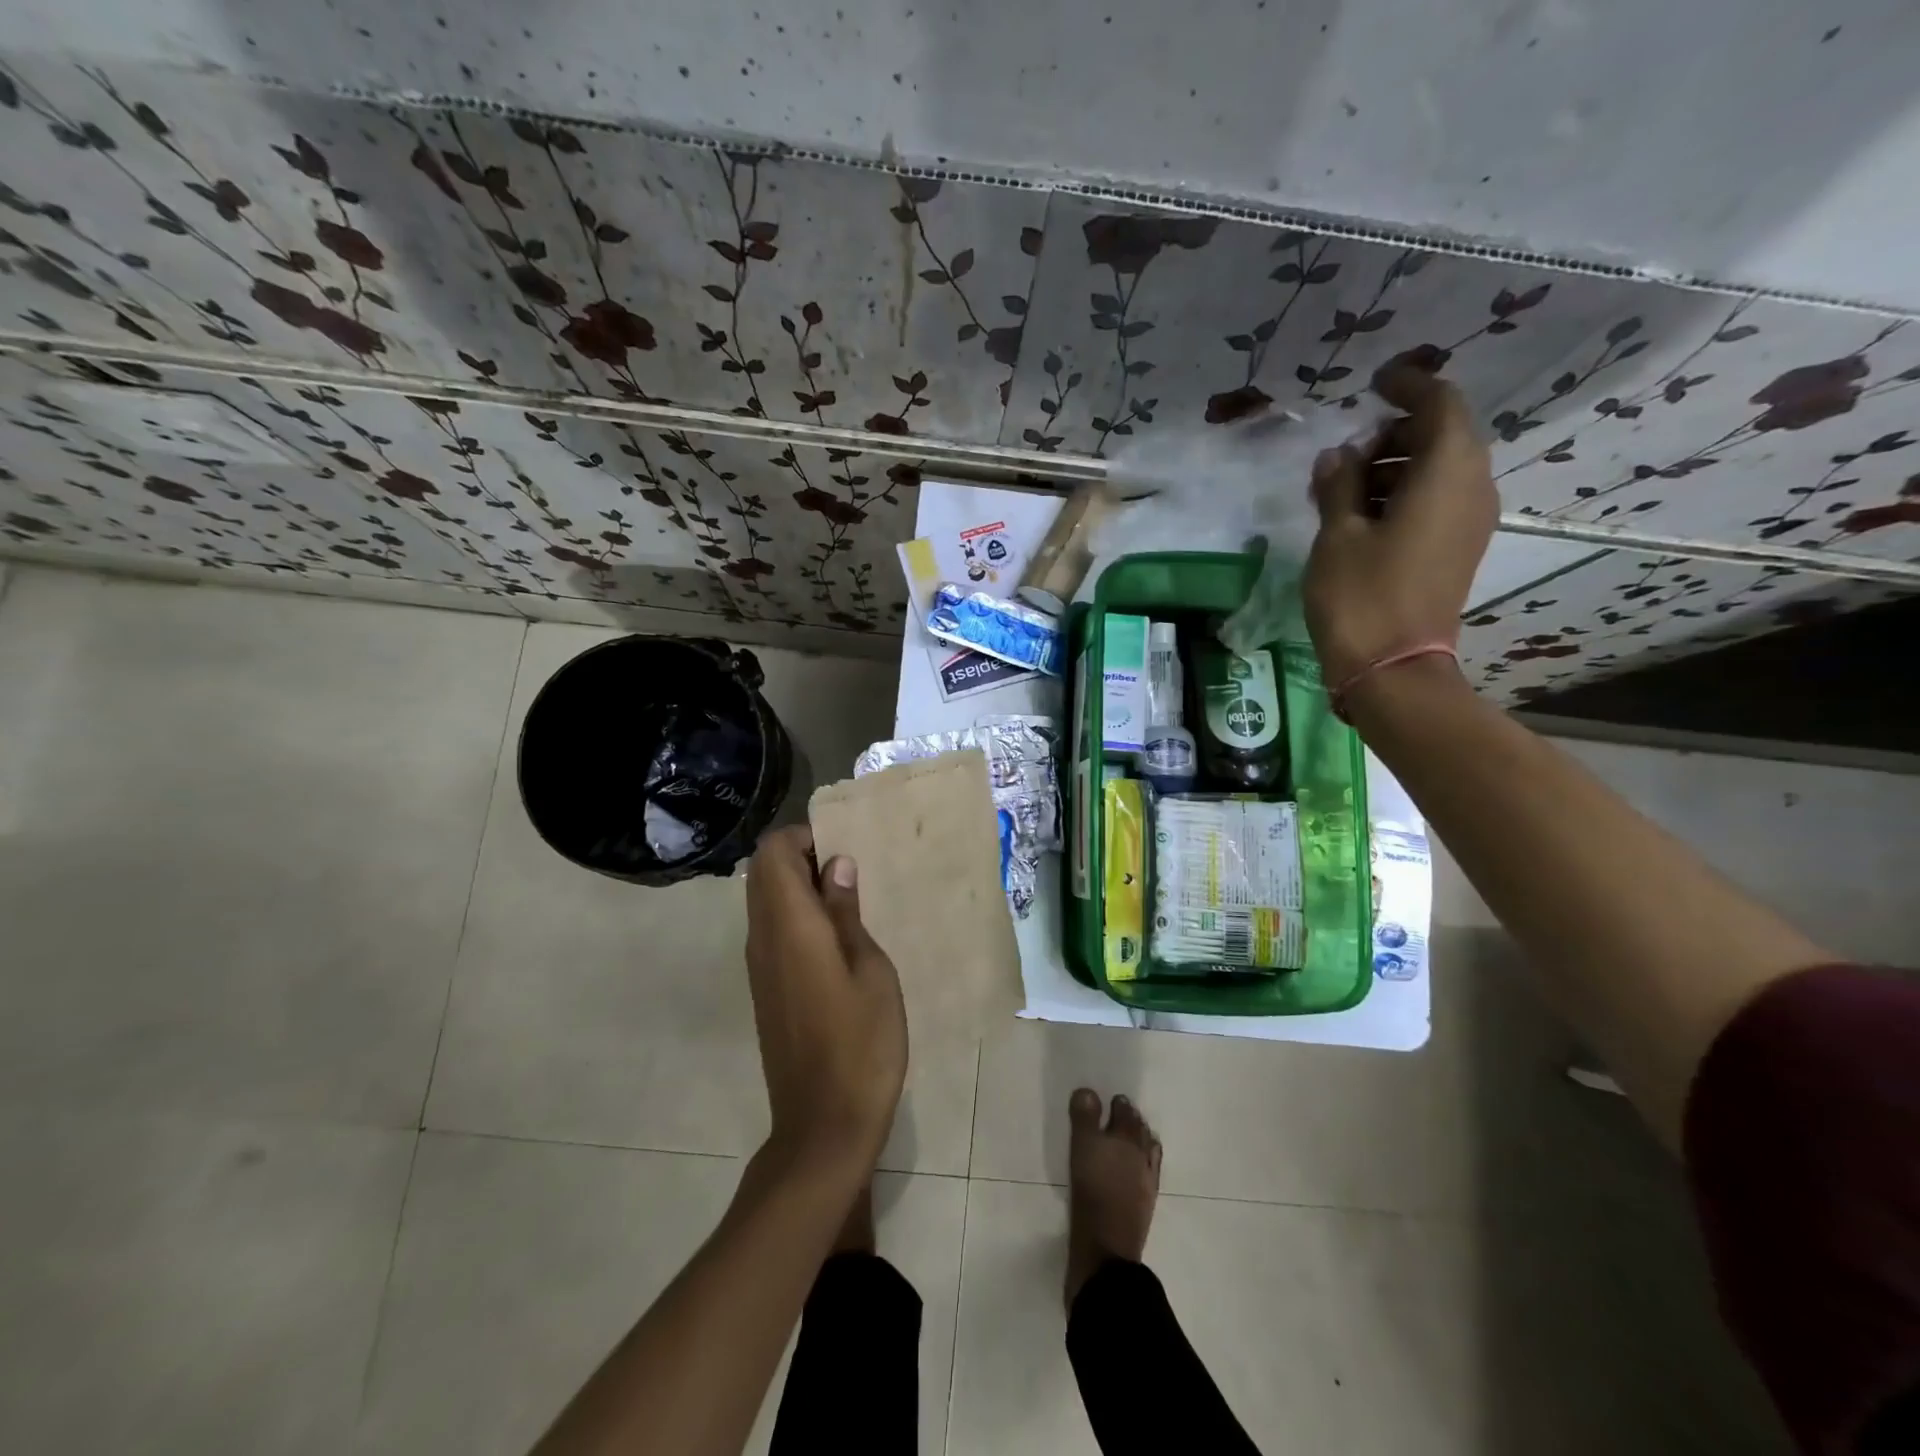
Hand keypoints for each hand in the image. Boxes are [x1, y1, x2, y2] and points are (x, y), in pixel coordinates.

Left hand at [743, 826, 906, 1180]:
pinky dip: (797, 916)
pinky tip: (838, 938)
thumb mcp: (871, 970)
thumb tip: (835, 865)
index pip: (773, 854)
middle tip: (853, 870)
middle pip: (765, 874)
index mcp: (789, 926)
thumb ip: (847, 913)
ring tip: (851, 900)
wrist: (823, 1125)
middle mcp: (762, 939)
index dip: (803, 837)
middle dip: (803, 858)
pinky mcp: (765, 990)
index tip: (844, 847)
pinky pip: (772, 931)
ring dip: (800, 887)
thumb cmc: (862, 1044)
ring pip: (766, 902)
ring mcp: (759, 967)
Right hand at [1302, 353, 1496, 686]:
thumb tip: (1338, 455)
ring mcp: (1468, 522)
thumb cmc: (1360, 596)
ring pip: (1438, 470)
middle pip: (1442, 435)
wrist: (1392, 669)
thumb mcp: (1337, 534)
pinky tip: (1360, 515)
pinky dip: (1402, 494)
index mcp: (1447, 473)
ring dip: (1393, 466)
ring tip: (1342, 488)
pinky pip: (1436, 500)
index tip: (1374, 382)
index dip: (1409, 385)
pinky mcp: (1456, 549)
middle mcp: (1471, 489)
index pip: (1441, 404)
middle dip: (1394, 432)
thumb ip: (1339, 484)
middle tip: (1345, 453)